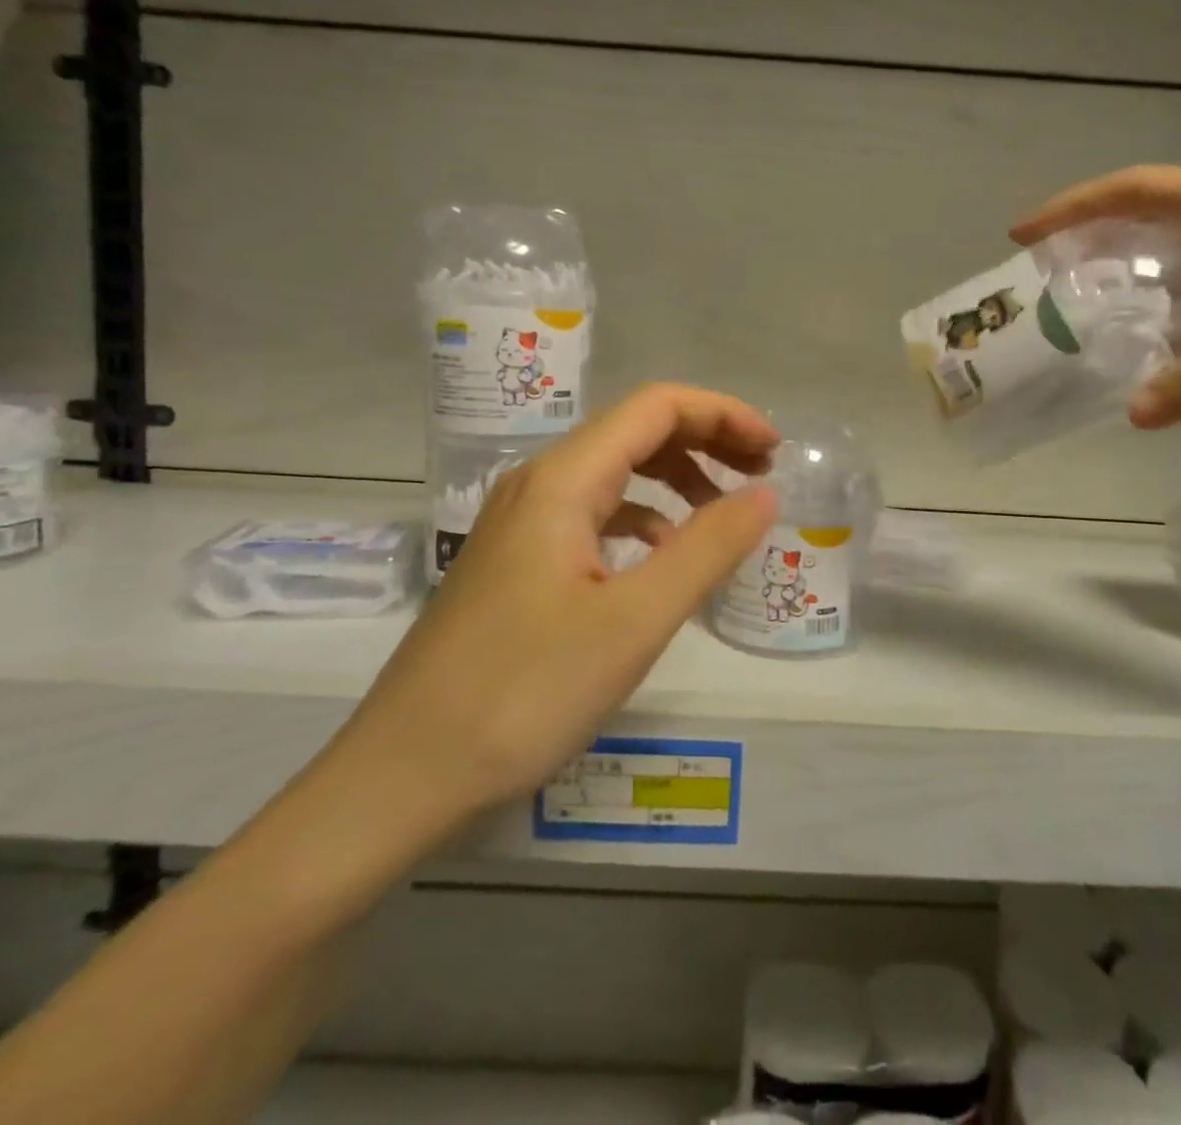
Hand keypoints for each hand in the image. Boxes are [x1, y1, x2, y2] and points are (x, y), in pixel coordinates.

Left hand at [327, 384, 779, 843]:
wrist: (404, 773)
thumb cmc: (523, 693)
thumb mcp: (634, 622)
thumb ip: (707, 549)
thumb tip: (766, 494)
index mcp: (563, 480)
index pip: (656, 407)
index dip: (723, 414)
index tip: (776, 451)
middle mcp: (538, 484)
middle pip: (636, 431)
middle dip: (707, 441)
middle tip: (763, 475)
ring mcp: (522, 522)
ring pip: (615, 473)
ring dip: (677, 478)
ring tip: (726, 513)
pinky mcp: (518, 560)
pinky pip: (595, 513)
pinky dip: (644, 517)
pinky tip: (664, 555)